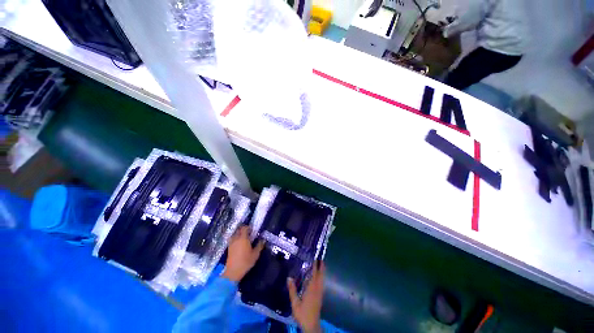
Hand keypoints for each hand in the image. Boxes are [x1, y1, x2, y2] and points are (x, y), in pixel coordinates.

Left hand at [222, 226, 264, 281]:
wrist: (233, 271)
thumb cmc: (246, 261)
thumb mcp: (255, 254)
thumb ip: (259, 246)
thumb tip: (263, 240)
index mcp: (243, 238)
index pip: (245, 228)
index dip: (248, 227)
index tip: (252, 229)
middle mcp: (236, 239)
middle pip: (239, 230)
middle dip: (243, 229)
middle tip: (249, 232)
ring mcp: (231, 243)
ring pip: (234, 234)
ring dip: (238, 233)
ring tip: (243, 237)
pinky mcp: (229, 248)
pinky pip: (232, 239)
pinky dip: (235, 238)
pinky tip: (238, 243)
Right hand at [287, 261, 324, 332]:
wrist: (311, 325)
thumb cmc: (302, 314)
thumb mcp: (295, 303)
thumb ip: (292, 290)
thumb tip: (289, 278)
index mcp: (311, 289)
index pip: (314, 275)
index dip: (315, 267)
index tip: (315, 259)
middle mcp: (317, 289)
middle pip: (320, 276)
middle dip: (321, 268)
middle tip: (321, 260)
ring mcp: (320, 293)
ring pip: (322, 280)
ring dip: (322, 272)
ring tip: (321, 266)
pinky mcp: (320, 297)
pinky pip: (321, 284)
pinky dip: (321, 278)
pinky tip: (319, 278)